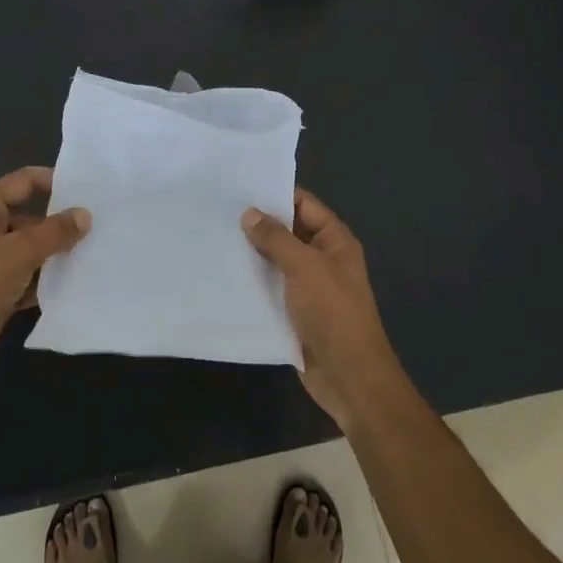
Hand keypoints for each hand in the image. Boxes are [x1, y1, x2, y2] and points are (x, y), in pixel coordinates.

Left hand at [0, 166, 90, 386]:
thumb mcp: (17, 253)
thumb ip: (54, 232)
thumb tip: (85, 215)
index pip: (24, 182)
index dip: (55, 181)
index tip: (90, 189)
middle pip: (31, 217)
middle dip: (62, 224)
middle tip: (101, 227)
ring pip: (32, 250)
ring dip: (57, 255)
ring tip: (97, 254)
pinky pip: (29, 277)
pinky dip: (47, 280)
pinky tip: (76, 284)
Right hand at [241, 188, 401, 427]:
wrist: (348, 376)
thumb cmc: (333, 313)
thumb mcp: (305, 268)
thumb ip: (276, 239)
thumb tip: (250, 213)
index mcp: (335, 241)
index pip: (304, 205)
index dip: (276, 194)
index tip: (240, 186)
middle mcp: (322, 259)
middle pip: (288, 232)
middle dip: (258, 224)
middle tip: (218, 211)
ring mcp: (308, 287)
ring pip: (276, 261)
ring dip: (251, 254)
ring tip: (214, 237)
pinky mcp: (294, 312)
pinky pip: (270, 288)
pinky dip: (252, 282)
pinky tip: (223, 274)